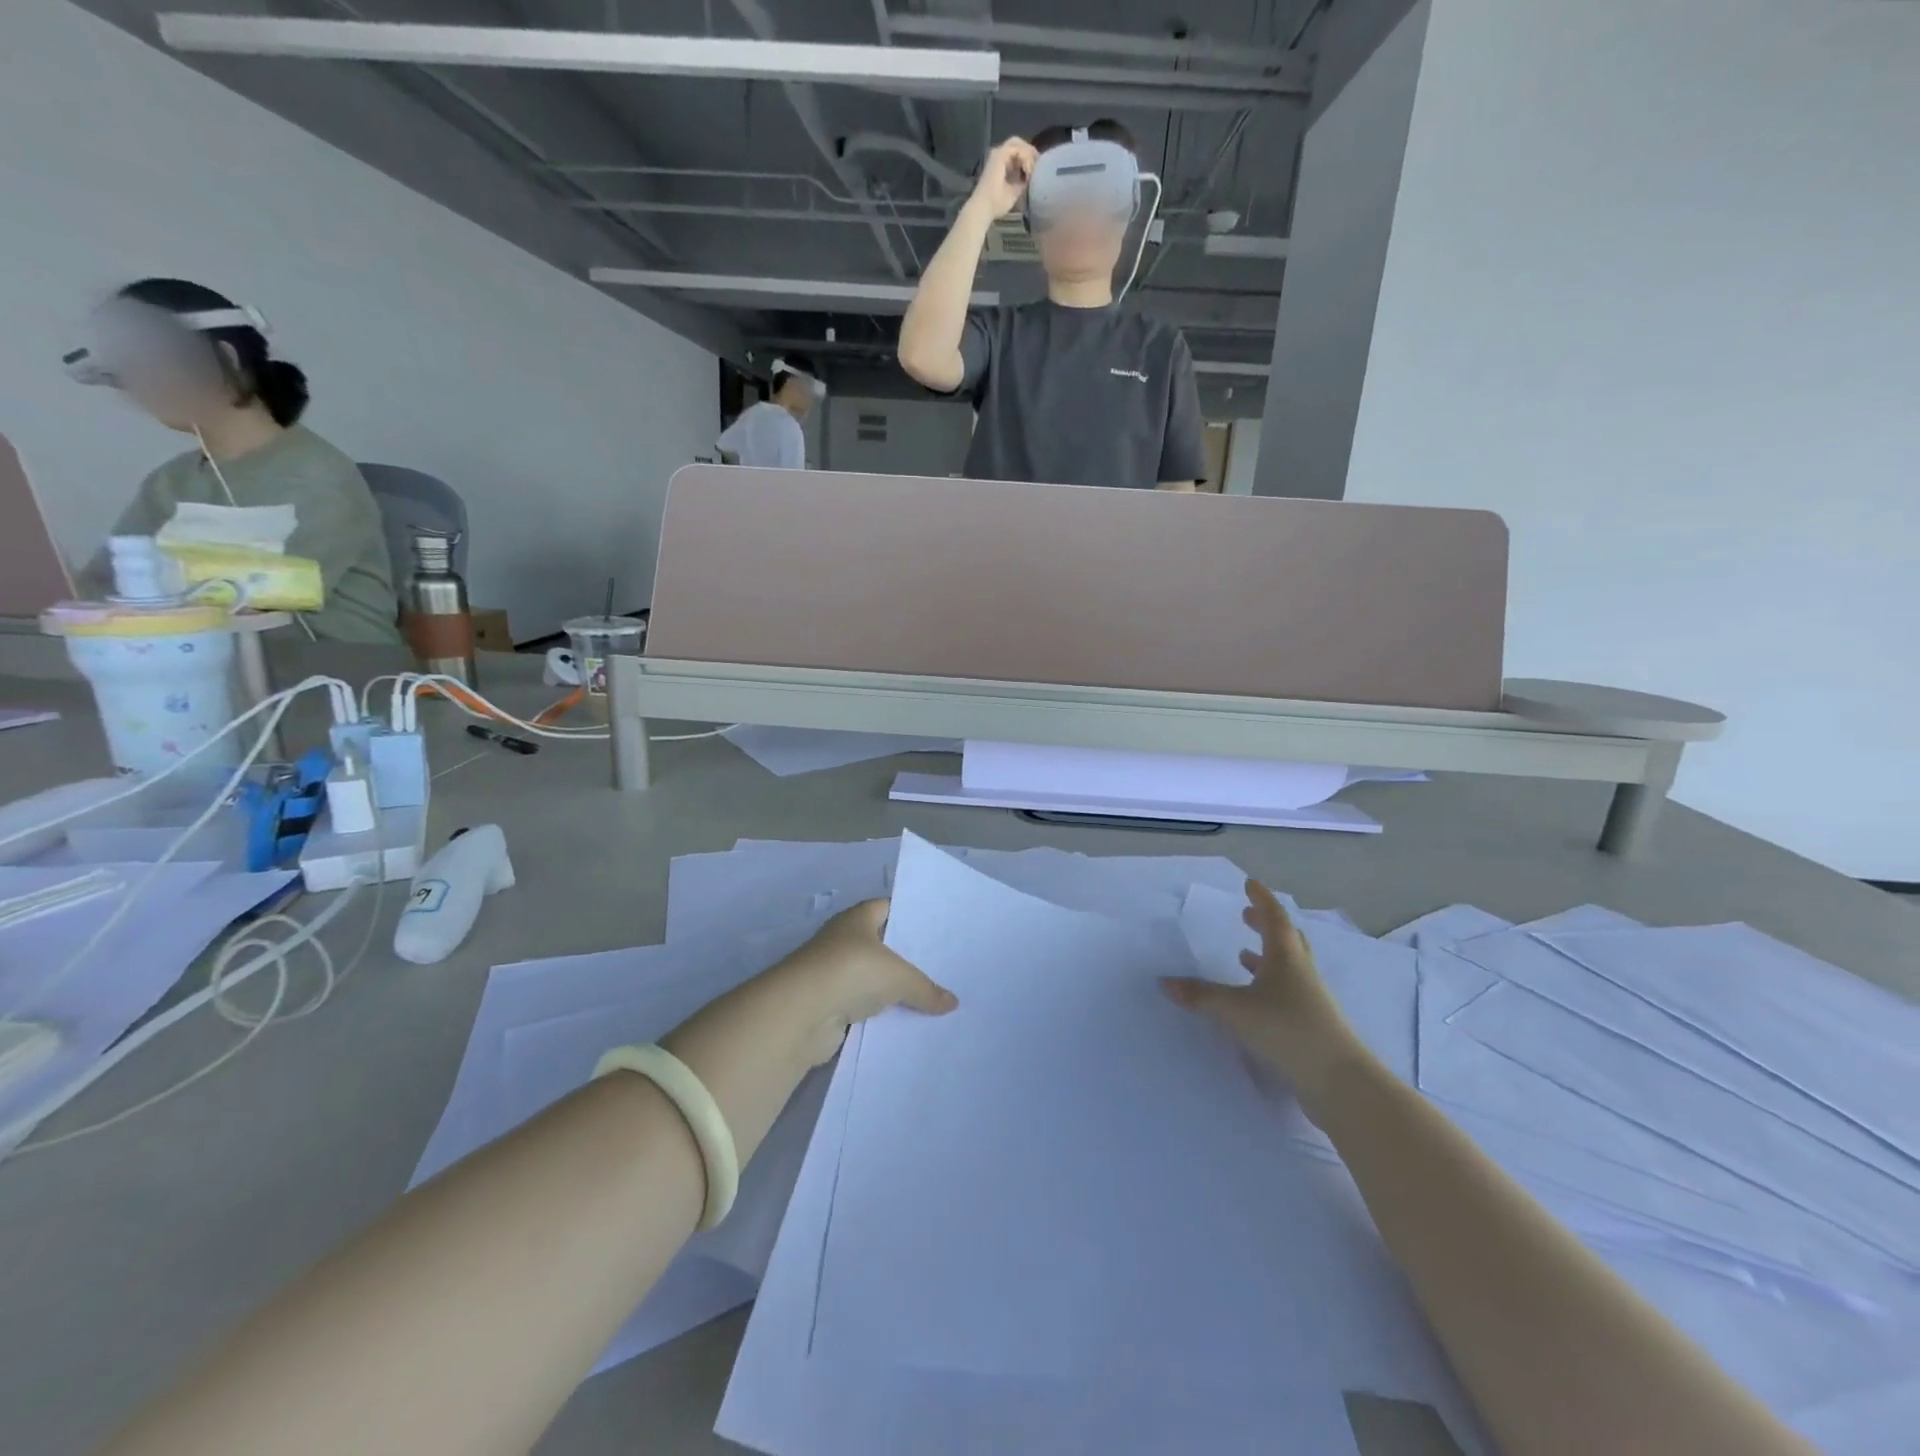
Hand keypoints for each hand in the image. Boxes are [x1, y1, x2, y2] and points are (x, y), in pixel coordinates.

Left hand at [778, 900, 957, 1063]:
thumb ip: (926, 988)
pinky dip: (875, 1012)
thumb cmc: (853, 971)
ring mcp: (832, 972)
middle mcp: (842, 940)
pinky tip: (900, 1020)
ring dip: (888, 987)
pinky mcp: (827, 1004)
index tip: (932, 929)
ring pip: (869, 976)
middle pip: (878, 943)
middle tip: (936, 965)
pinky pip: (860, 1004)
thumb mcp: (899, 977)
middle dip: (903, 955)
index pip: (886, 908)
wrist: (803, 1012)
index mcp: (857, 918)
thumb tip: (953, 1003)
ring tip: (925, 995)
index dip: (908, 916)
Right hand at [969, 137, 1038, 218]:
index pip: (1018, 153)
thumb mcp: (1015, 191)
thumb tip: (1033, 176)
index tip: (1038, 169)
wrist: (985, 207)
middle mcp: (999, 155)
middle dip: (1030, 152)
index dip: (1029, 158)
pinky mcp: (999, 155)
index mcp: (1001, 163)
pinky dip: (1025, 158)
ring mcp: (998, 153)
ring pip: (1018, 144)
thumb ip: (1023, 181)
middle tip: (1039, 164)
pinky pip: (1017, 150)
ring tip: (1034, 168)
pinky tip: (1028, 169)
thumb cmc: (997, 204)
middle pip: (1019, 144)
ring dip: (1029, 154)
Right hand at [1162, 880, 1369, 1112]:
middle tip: (1247, 916)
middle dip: (1266, 925)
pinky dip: (1269, 985)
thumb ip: (1200, 995)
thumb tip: (1164, 982)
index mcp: (1286, 957)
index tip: (1249, 884)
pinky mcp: (1312, 1024)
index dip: (1261, 899)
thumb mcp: (1235, 1010)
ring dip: (1267, 956)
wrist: (1338, 1081)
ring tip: (1243, 955)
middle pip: (1287, 939)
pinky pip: (1288, 992)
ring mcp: (1311, 999)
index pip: (1274, 917)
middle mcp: (1301, 972)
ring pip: (1289, 967)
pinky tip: (1254, 999)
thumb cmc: (1287, 1029)